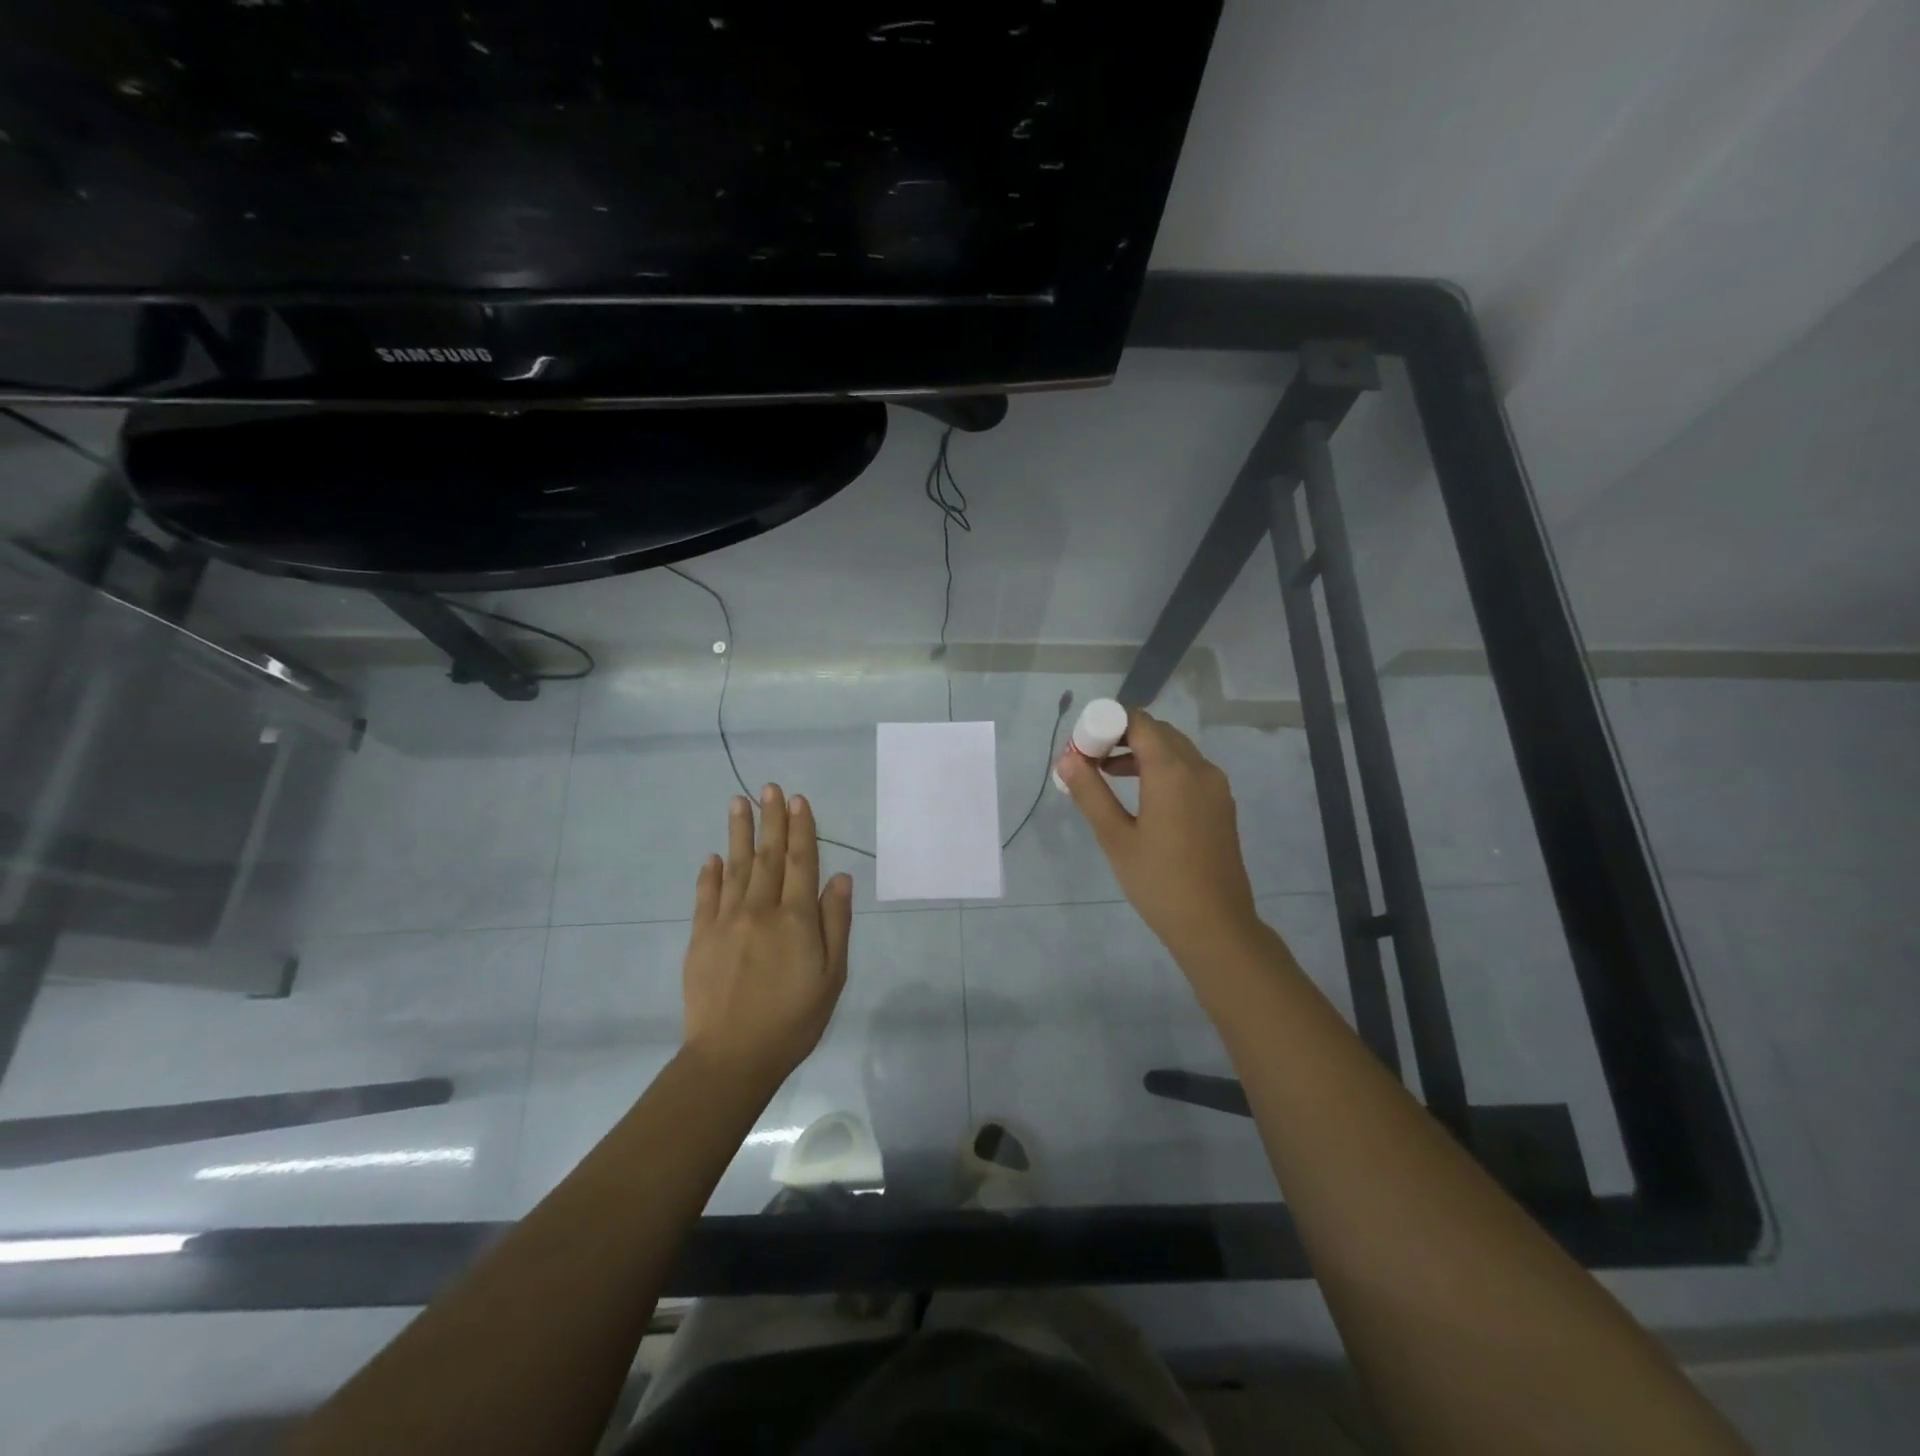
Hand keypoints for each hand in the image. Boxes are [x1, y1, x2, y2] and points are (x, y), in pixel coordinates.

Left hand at [681, 785, 853, 1089]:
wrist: (731, 1057)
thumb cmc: (793, 1020)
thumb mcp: (832, 976)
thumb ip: (835, 923)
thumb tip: (839, 877)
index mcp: (795, 918)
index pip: (800, 862)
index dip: (801, 829)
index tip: (798, 800)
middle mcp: (759, 910)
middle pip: (767, 855)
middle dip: (770, 819)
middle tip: (769, 787)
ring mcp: (725, 921)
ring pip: (734, 867)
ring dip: (738, 832)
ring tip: (738, 802)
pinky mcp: (700, 938)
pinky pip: (705, 896)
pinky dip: (709, 873)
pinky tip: (713, 856)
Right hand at [1058, 708, 1264, 965]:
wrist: (1215, 925)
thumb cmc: (1159, 882)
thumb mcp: (1115, 837)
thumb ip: (1090, 792)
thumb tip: (1067, 759)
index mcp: (1173, 771)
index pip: (1138, 722)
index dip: (1106, 724)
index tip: (1081, 747)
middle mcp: (1200, 768)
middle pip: (1157, 732)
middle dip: (1121, 736)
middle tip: (1090, 760)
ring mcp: (1215, 787)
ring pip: (1175, 750)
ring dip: (1141, 752)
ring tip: (1106, 776)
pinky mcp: (1221, 804)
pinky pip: (1189, 770)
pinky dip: (1162, 768)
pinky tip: (1140, 796)